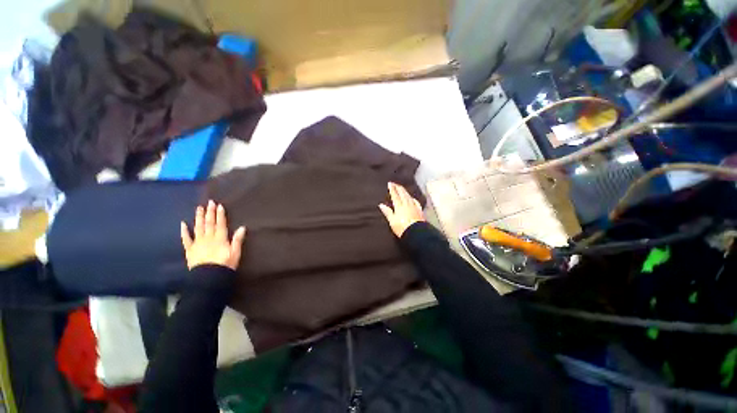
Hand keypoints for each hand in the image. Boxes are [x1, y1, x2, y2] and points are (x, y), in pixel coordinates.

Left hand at [180, 200, 245, 269]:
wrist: (208, 278)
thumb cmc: (225, 265)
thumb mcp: (235, 253)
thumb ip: (237, 240)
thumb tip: (242, 227)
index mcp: (220, 238)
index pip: (220, 224)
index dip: (220, 214)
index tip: (219, 205)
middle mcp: (208, 238)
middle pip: (209, 223)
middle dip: (210, 212)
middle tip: (209, 202)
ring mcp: (198, 243)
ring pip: (198, 227)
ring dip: (199, 217)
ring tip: (199, 208)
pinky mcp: (190, 250)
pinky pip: (186, 239)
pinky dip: (184, 231)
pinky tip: (183, 224)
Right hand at [379, 182, 425, 237]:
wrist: (417, 233)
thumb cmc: (402, 228)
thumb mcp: (392, 221)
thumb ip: (387, 212)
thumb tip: (381, 205)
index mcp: (399, 206)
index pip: (395, 195)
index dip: (392, 189)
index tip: (390, 183)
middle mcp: (407, 204)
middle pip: (403, 193)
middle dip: (398, 187)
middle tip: (395, 183)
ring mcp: (414, 207)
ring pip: (409, 196)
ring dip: (405, 191)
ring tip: (402, 188)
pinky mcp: (419, 210)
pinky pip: (415, 201)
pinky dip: (412, 198)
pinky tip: (412, 198)